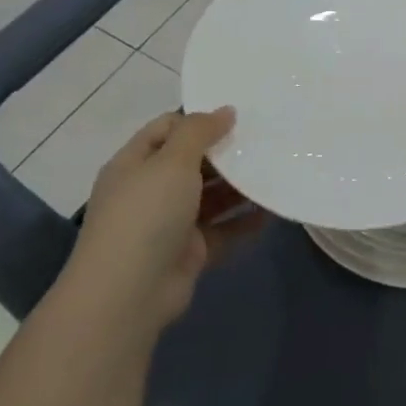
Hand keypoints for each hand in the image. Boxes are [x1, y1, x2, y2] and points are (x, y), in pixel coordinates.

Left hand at [61, 108, 262, 345]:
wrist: (128, 294)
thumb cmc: (146, 214)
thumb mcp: (172, 161)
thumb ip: (199, 132)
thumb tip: (225, 111)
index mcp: (135, 164)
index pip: (167, 129)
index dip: (199, 120)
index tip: (238, 117)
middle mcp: (150, 190)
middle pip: (193, 162)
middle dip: (226, 153)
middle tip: (266, 140)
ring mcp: (170, 223)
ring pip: (211, 197)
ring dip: (240, 186)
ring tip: (277, 169)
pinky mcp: (190, 252)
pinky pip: (223, 230)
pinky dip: (245, 220)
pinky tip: (273, 209)